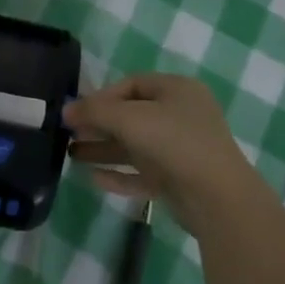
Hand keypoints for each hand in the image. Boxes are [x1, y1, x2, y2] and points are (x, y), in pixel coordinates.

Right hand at [64, 73, 266, 235]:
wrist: (218, 199)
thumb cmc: (174, 143)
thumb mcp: (129, 119)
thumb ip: (94, 111)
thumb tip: (66, 110)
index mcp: (177, 90)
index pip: (131, 85)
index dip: (101, 96)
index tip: (76, 111)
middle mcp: (181, 116)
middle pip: (131, 116)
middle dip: (99, 125)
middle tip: (69, 134)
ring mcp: (181, 149)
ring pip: (135, 146)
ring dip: (104, 150)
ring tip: (71, 156)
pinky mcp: (178, 180)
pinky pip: (143, 173)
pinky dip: (120, 174)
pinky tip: (94, 179)